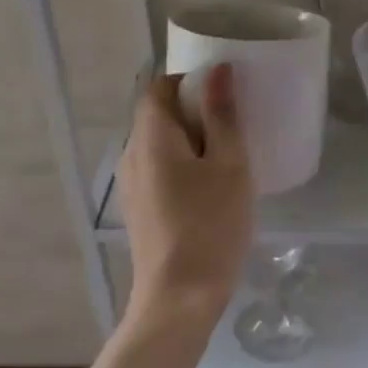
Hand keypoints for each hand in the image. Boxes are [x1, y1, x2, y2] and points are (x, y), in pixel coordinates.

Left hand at [117, 65, 253, 332]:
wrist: (179, 298)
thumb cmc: (210, 224)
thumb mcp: (229, 164)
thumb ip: (222, 114)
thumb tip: (217, 70)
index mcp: (151, 136)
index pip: (159, 87)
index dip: (190, 81)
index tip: (224, 94)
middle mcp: (132, 154)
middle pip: (158, 114)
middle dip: (195, 110)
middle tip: (235, 123)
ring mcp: (132, 184)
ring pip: (160, 143)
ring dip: (191, 139)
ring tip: (228, 154)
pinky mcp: (139, 208)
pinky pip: (159, 168)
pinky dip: (183, 164)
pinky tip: (211, 186)